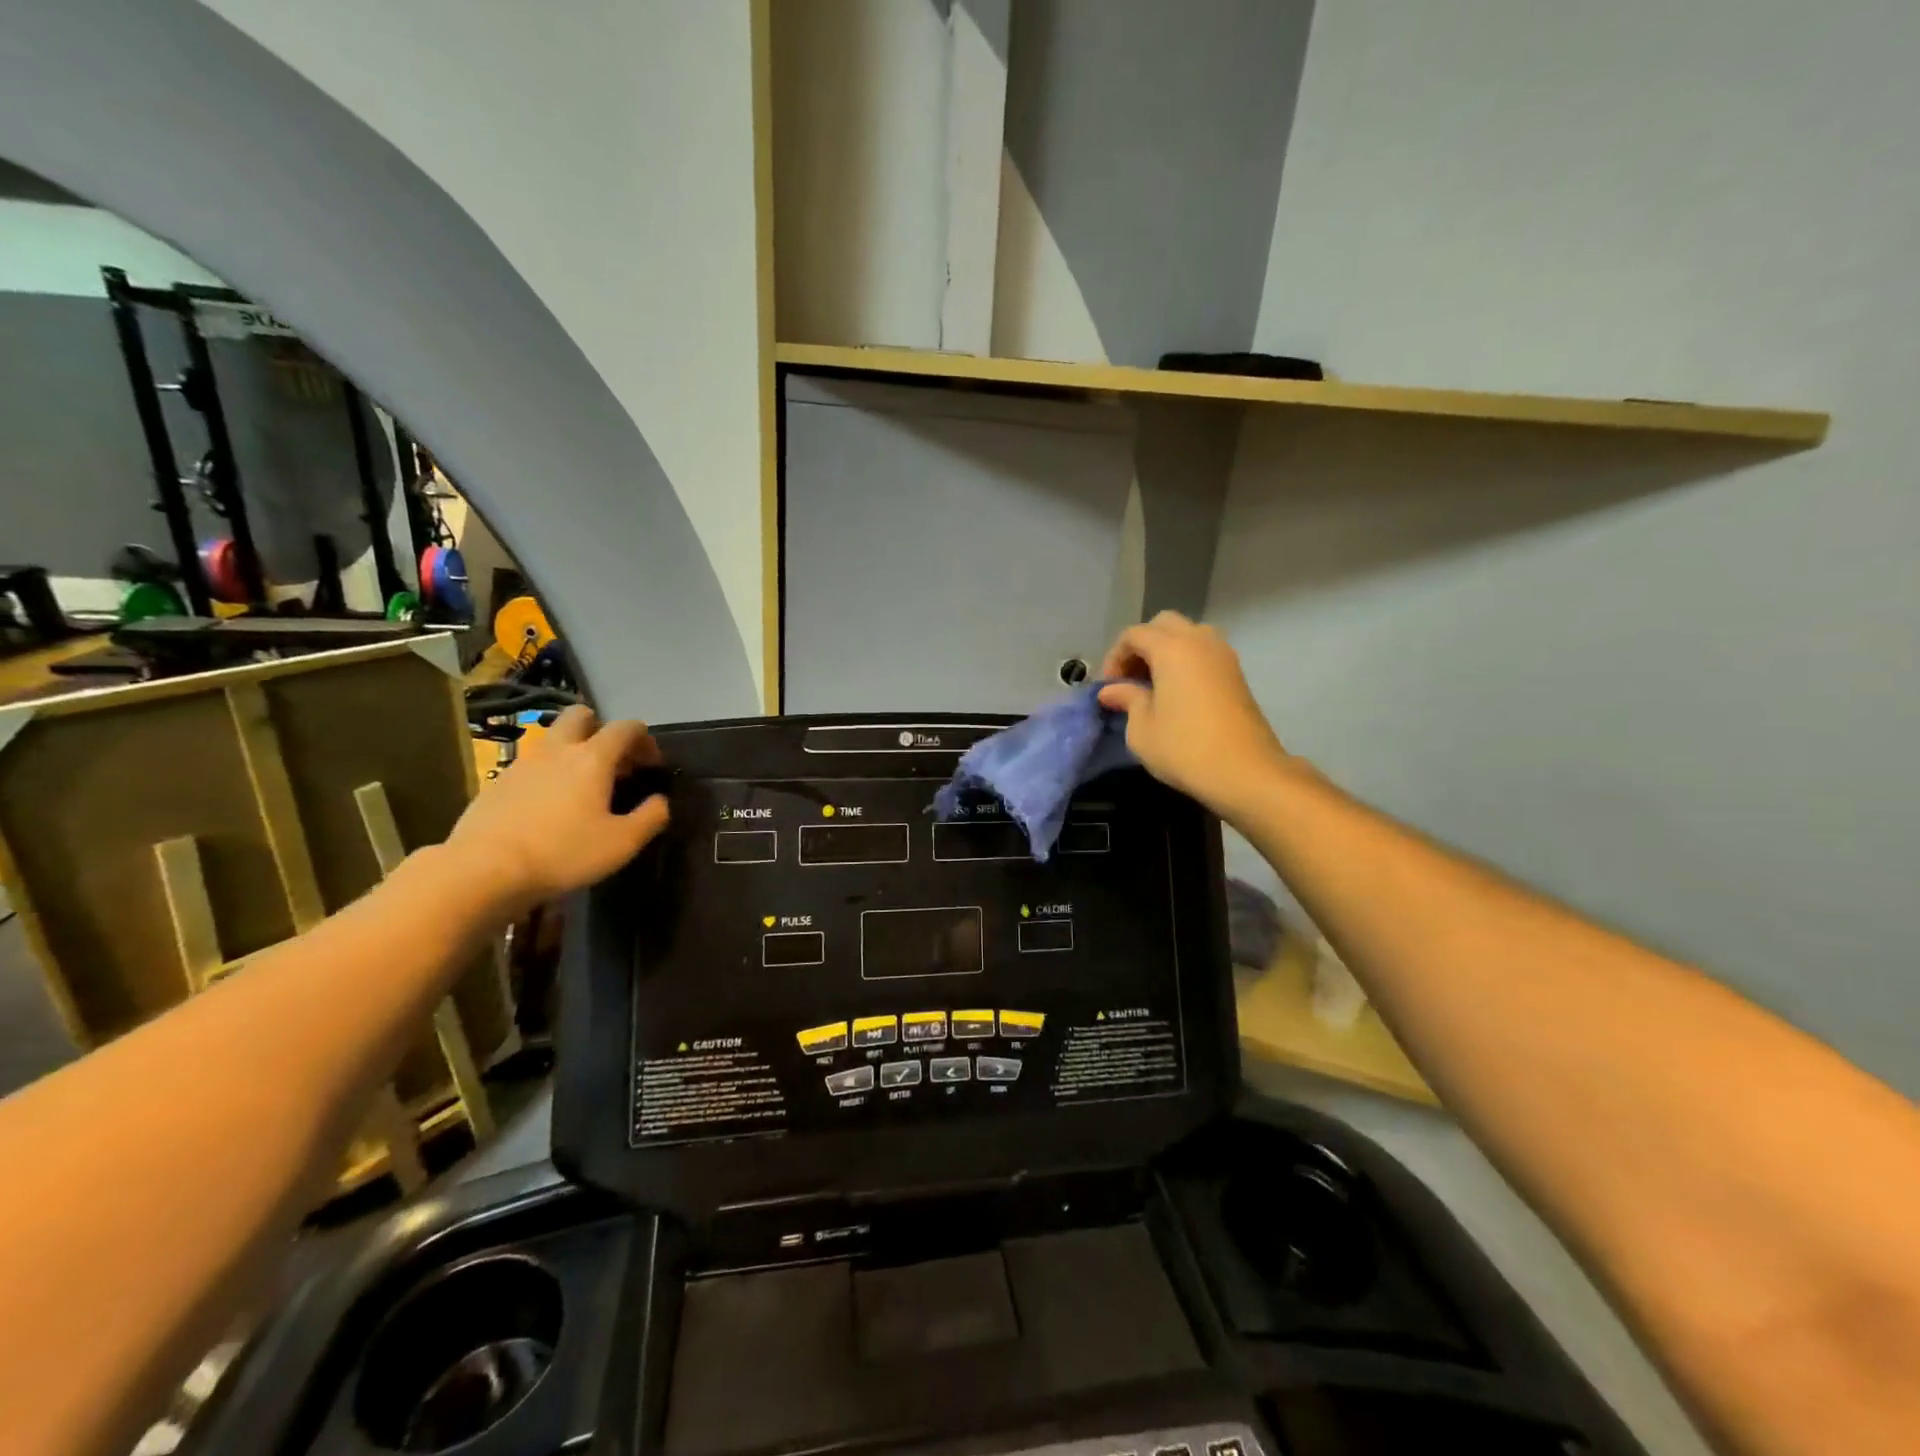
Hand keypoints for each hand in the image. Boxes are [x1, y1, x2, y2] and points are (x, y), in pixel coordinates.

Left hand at [445, 705, 669, 915]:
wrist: (483, 871)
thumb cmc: (563, 853)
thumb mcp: (622, 843)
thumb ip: (651, 817)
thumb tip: (660, 801)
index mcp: (592, 758)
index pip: (625, 728)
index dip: (644, 739)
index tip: (651, 764)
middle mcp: (557, 750)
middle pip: (581, 716)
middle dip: (601, 729)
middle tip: (612, 761)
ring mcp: (522, 764)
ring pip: (552, 739)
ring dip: (572, 750)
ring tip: (582, 786)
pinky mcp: (496, 783)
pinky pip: (530, 765)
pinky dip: (547, 774)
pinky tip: (549, 806)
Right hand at [1097, 612, 1293, 819]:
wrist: (1245, 772)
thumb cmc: (1184, 749)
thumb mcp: (1142, 728)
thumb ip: (1126, 699)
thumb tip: (1111, 690)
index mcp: (1172, 648)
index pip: (1134, 634)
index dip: (1115, 657)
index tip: (1109, 687)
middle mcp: (1200, 641)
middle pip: (1164, 625)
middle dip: (1141, 645)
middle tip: (1130, 678)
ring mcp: (1223, 656)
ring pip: (1189, 634)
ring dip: (1166, 650)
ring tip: (1153, 684)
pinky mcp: (1237, 674)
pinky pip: (1204, 652)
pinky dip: (1186, 661)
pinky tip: (1176, 693)